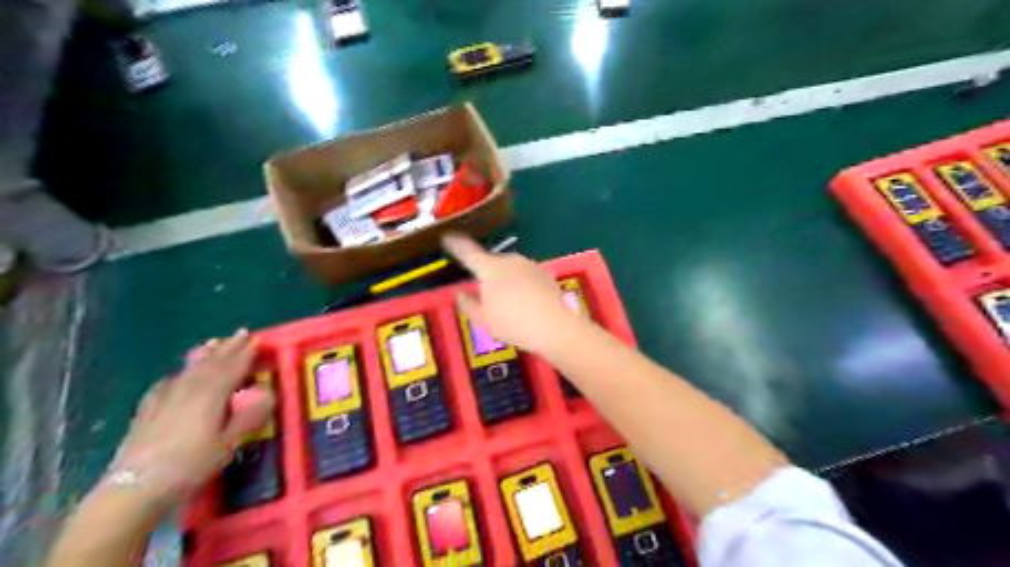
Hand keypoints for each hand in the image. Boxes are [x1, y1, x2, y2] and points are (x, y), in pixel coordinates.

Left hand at [107, 330, 274, 506]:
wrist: (134, 488)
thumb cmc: (191, 465)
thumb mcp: (229, 443)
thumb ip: (249, 416)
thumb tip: (269, 392)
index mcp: (212, 393)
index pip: (233, 366)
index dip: (247, 352)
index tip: (258, 339)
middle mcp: (189, 388)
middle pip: (212, 362)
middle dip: (228, 347)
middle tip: (241, 333)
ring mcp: (165, 398)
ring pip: (190, 369)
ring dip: (205, 355)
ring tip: (214, 343)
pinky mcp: (148, 410)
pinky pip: (168, 383)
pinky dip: (179, 374)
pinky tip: (176, 375)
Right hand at [443, 235, 583, 353]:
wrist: (555, 326)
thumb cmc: (512, 323)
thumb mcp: (482, 320)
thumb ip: (467, 304)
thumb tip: (459, 293)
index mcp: (489, 268)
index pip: (467, 252)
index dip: (455, 244)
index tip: (447, 237)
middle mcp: (509, 260)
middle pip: (490, 263)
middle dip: (484, 274)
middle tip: (483, 295)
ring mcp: (529, 265)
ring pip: (509, 269)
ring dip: (504, 280)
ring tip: (506, 305)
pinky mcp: (545, 273)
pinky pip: (524, 276)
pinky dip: (520, 285)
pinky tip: (524, 304)